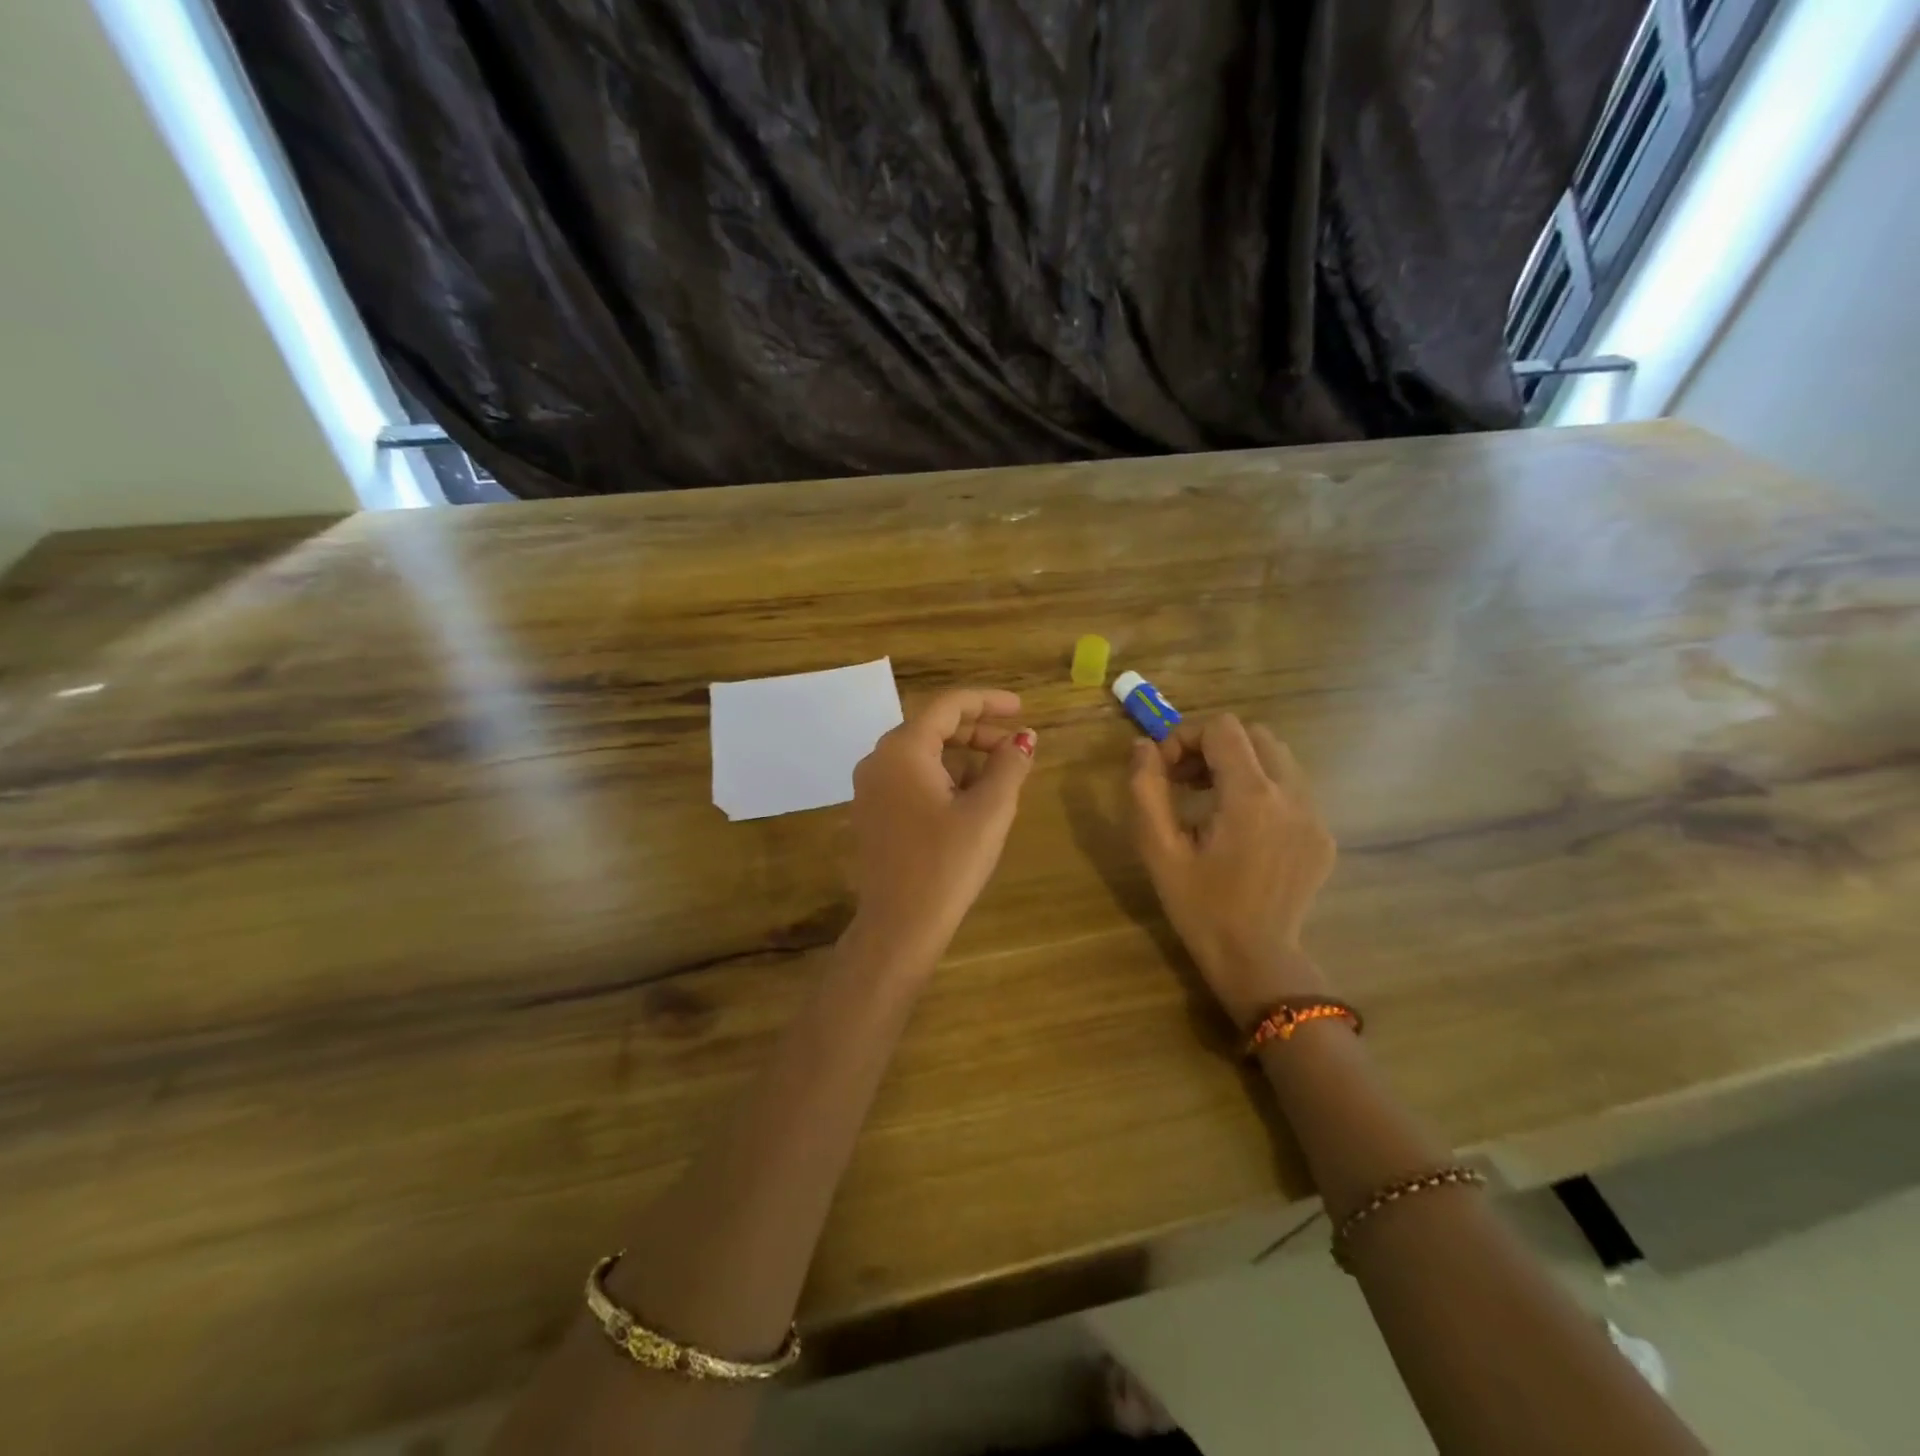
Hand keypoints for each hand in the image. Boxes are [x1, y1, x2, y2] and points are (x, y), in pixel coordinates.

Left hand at [847, 688, 1037, 972]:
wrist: (899, 925)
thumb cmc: (947, 863)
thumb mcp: (988, 810)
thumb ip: (1009, 765)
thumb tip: (1024, 739)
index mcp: (902, 750)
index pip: (948, 706)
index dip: (988, 701)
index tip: (1022, 708)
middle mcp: (878, 760)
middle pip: (933, 728)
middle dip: (978, 732)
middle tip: (1016, 746)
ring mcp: (870, 788)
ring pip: (922, 755)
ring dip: (963, 758)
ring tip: (1001, 777)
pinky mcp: (872, 813)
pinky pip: (911, 779)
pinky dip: (943, 778)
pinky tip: (970, 801)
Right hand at [1129, 715, 1335, 1027]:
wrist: (1256, 959)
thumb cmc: (1200, 907)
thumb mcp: (1159, 850)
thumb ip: (1146, 790)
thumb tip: (1143, 747)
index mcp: (1250, 797)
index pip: (1222, 729)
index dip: (1186, 737)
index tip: (1165, 771)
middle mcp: (1291, 796)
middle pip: (1254, 735)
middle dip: (1214, 747)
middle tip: (1185, 782)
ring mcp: (1314, 816)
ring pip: (1278, 758)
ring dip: (1240, 765)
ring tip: (1211, 802)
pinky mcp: (1323, 836)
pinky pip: (1293, 789)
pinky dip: (1263, 790)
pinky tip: (1241, 829)